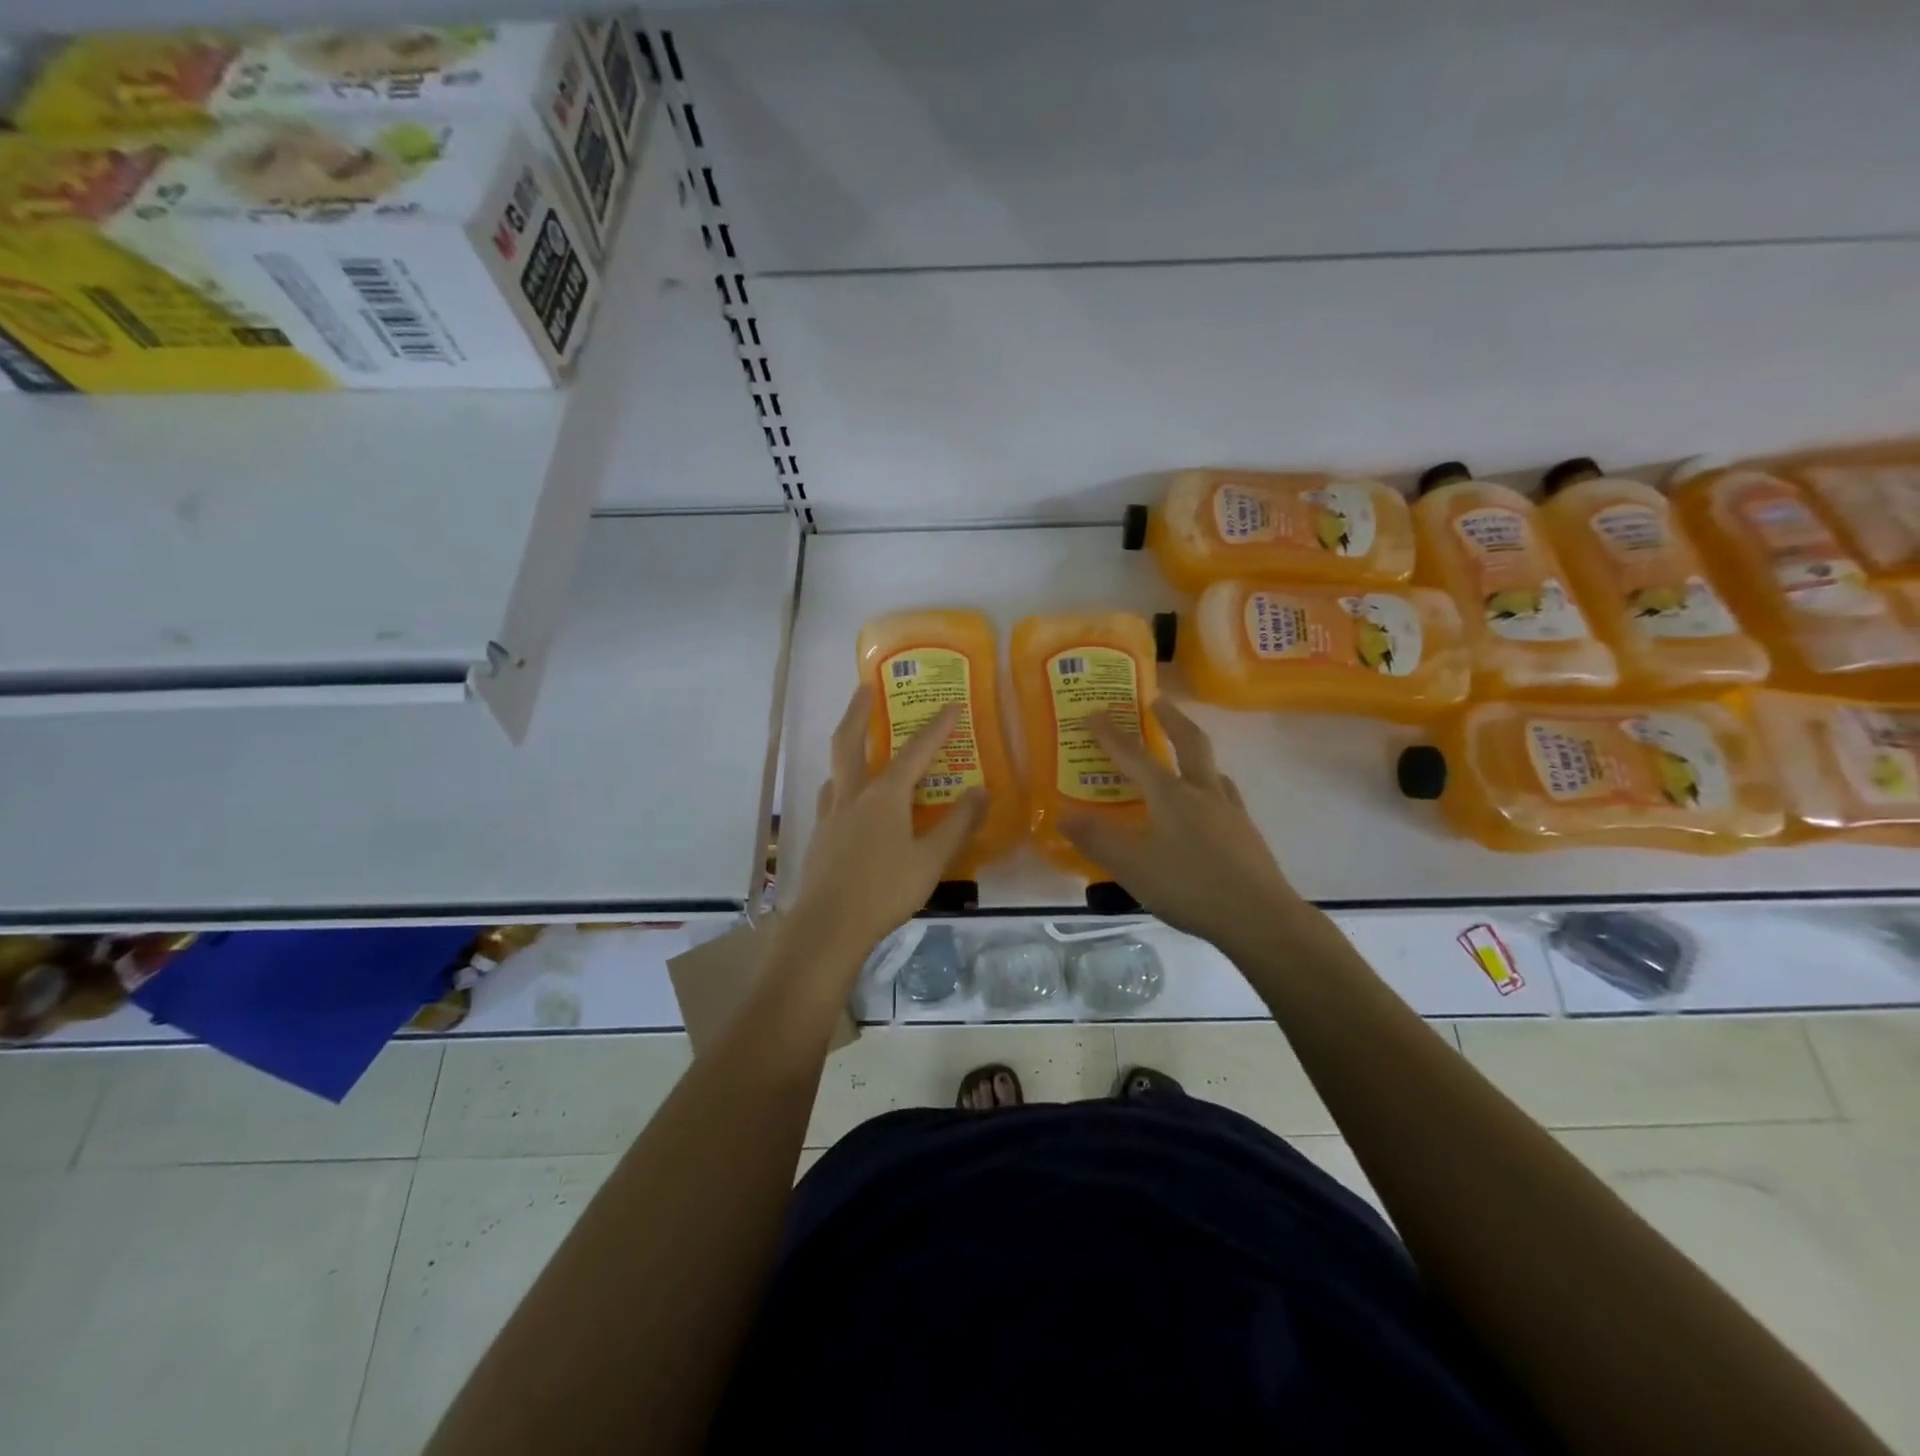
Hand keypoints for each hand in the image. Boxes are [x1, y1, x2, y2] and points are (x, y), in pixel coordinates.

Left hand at [788, 686, 986, 964]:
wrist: (828, 926)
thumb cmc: (885, 891)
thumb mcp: (932, 861)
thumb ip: (958, 825)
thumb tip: (982, 791)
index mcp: (884, 797)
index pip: (915, 752)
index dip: (936, 728)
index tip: (952, 705)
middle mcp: (853, 796)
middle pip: (850, 742)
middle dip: (858, 712)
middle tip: (864, 688)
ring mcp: (830, 815)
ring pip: (836, 770)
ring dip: (846, 749)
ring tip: (857, 747)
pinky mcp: (819, 837)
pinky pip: (830, 798)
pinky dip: (841, 786)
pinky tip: (847, 802)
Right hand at [1061, 699, 1304, 949]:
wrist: (1259, 917)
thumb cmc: (1188, 886)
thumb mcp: (1131, 865)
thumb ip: (1096, 839)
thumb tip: (1063, 816)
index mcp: (1171, 795)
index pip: (1134, 756)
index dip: (1111, 735)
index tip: (1094, 712)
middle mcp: (1202, 793)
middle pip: (1189, 743)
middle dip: (1171, 718)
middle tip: (1158, 700)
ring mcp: (1230, 812)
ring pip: (1212, 769)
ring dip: (1196, 753)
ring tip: (1184, 755)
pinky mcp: (1246, 834)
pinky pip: (1226, 797)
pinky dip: (1211, 788)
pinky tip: (1210, 807)